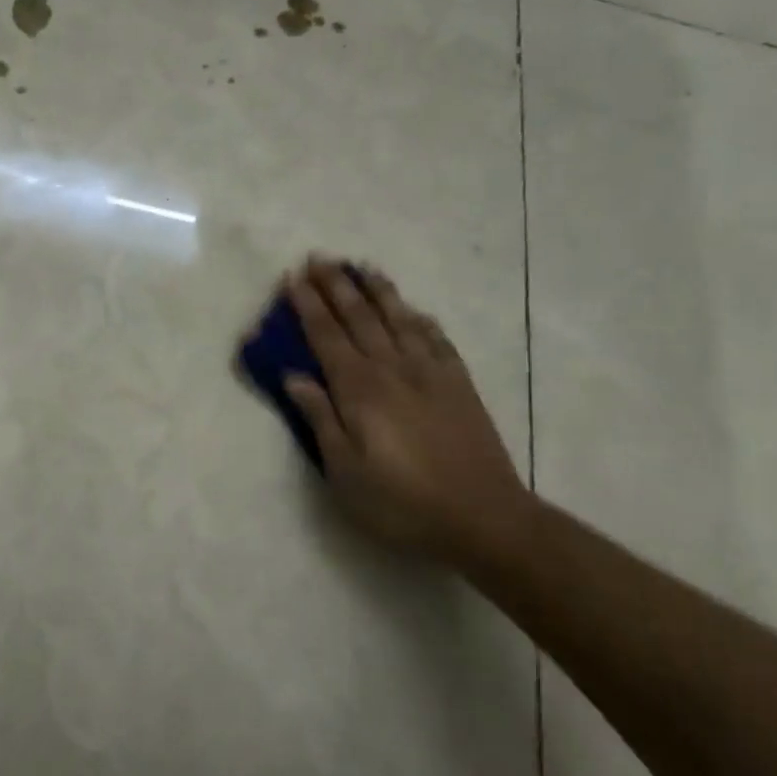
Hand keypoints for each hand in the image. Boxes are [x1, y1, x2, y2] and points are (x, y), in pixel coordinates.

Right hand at [277, 259, 533, 563]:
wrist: (484, 517)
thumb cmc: (402, 502)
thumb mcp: (345, 472)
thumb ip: (320, 418)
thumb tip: (294, 376)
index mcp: (360, 390)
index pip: (326, 336)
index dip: (307, 305)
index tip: (292, 277)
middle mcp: (393, 369)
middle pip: (360, 317)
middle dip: (336, 285)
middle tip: (319, 257)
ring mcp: (430, 373)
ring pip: (399, 319)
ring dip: (378, 290)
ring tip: (363, 266)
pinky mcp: (459, 384)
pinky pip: (436, 339)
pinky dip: (420, 319)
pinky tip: (413, 310)